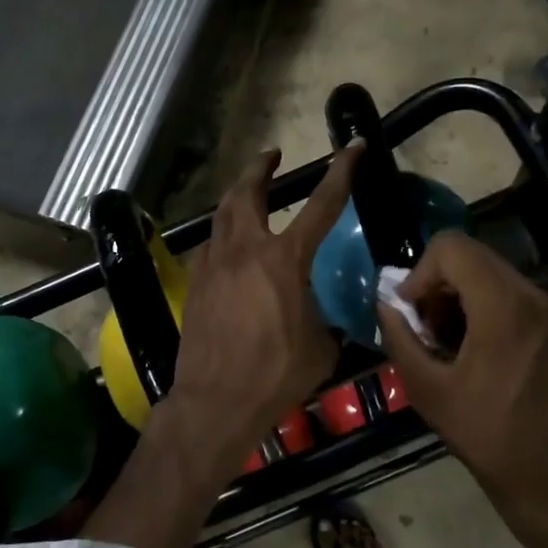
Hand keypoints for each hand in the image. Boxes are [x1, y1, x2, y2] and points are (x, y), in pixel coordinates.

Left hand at [169, 143, 361, 460]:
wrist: (216, 400)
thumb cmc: (276, 375)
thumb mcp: (320, 346)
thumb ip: (323, 319)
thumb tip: (322, 316)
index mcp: (285, 261)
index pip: (321, 205)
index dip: (341, 172)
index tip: (352, 147)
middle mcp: (245, 251)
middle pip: (248, 192)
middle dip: (260, 168)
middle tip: (271, 156)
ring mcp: (214, 265)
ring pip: (222, 215)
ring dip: (237, 196)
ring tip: (248, 193)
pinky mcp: (195, 285)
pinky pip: (210, 247)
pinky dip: (223, 236)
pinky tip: (229, 247)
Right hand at [377, 232, 547, 547]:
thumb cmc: (484, 435)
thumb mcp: (427, 389)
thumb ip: (400, 337)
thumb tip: (385, 304)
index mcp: (504, 308)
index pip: (452, 248)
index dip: (419, 273)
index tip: (411, 313)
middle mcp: (532, 295)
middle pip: (470, 256)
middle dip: (436, 284)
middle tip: (423, 329)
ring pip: (488, 271)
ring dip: (456, 295)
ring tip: (444, 341)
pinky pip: (507, 291)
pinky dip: (479, 304)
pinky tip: (469, 347)